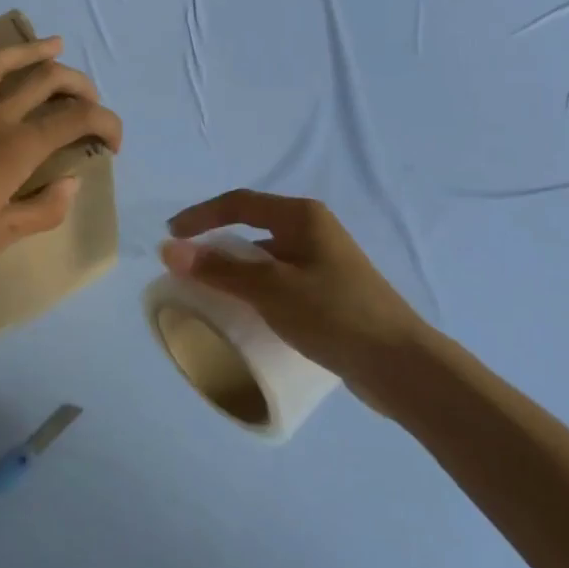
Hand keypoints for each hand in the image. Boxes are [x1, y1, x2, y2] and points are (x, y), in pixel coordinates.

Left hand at [0, 35, 122, 289]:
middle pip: (48, 79)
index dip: (106, 123)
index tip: (112, 144)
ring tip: (56, 46)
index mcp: (16, 147)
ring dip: (36, 51)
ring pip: (5, 60)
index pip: (77, 118)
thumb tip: (72, 181)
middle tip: (91, 103)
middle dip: (81, 85)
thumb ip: (44, 208)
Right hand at [162, 191, 431, 407]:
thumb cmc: (335, 315)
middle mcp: (314, 232)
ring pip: (266, 260)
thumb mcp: (272, 289)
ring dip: (235, 273)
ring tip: (208, 297)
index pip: (240, 203)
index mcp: (303, 217)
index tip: (170, 237)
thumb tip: (169, 250)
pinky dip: (255, 293)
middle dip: (216, 247)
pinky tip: (245, 317)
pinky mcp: (328, 294)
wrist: (399, 364)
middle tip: (186, 272)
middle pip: (253, 230)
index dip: (201, 216)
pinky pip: (279, 284)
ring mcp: (323, 264)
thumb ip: (220, 269)